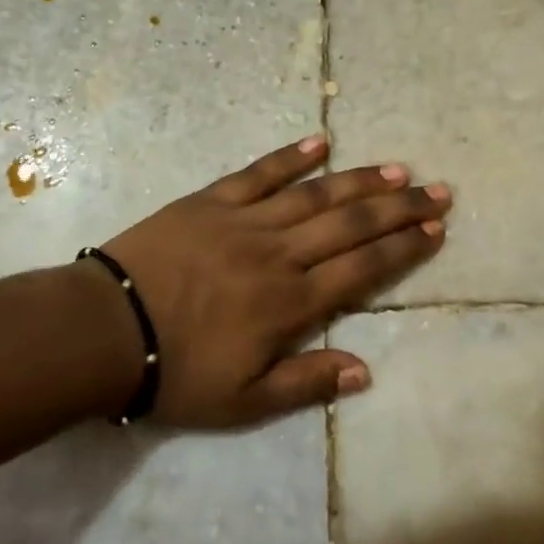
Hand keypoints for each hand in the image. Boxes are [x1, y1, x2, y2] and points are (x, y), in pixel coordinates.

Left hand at [103, 135, 450, 426]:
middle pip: (351, 225)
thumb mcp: (244, 401)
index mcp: (291, 304)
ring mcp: (245, 221)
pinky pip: (258, 173)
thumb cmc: (176, 372)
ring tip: (397, 169)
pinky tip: (320, 141)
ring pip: (315, 195)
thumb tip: (366, 369)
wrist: (105, 330)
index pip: (362, 270)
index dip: (403, 248)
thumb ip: (307, 383)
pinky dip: (290, 157)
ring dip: (360, 181)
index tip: (435, 230)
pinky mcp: (211, 201)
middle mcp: (279, 255)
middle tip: (437, 191)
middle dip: (399, 209)